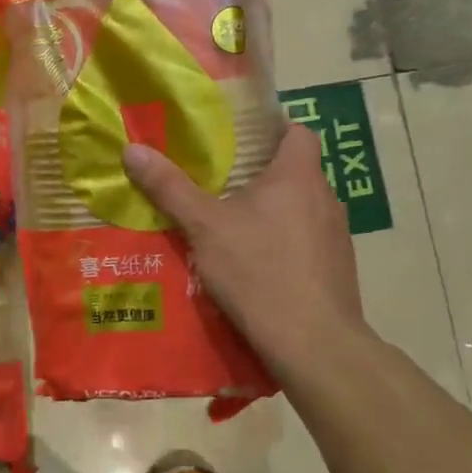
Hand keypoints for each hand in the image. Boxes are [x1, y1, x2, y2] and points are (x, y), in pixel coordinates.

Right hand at [123, 124, 365, 386]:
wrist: (313, 343)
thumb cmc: (258, 270)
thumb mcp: (204, 227)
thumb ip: (170, 188)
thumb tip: (132, 149)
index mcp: (298, 175)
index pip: (297, 131)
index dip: (271, 129)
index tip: (238, 140)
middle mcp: (326, 198)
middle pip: (296, 171)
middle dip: (261, 175)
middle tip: (221, 184)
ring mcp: (337, 236)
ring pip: (302, 209)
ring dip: (274, 213)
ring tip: (235, 226)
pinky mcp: (339, 269)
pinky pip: (309, 243)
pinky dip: (286, 245)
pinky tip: (258, 267)